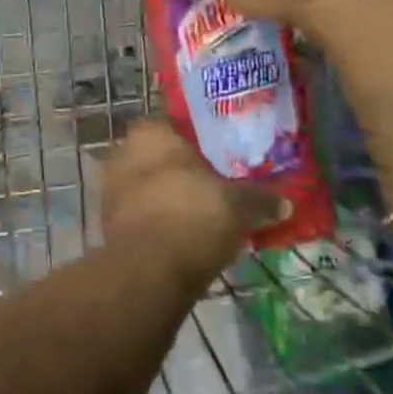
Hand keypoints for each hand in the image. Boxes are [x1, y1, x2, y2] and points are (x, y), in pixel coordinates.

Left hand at [99, 120, 287, 289]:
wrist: (152, 268)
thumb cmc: (195, 214)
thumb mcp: (240, 204)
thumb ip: (261, 198)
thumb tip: (286, 202)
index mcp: (150, 133)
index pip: (167, 125)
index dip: (187, 140)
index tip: (209, 157)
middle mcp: (122, 154)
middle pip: (152, 157)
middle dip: (173, 170)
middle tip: (205, 186)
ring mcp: (110, 190)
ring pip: (141, 187)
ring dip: (161, 198)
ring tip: (194, 215)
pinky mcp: (106, 224)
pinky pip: (135, 216)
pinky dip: (153, 223)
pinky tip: (177, 238)